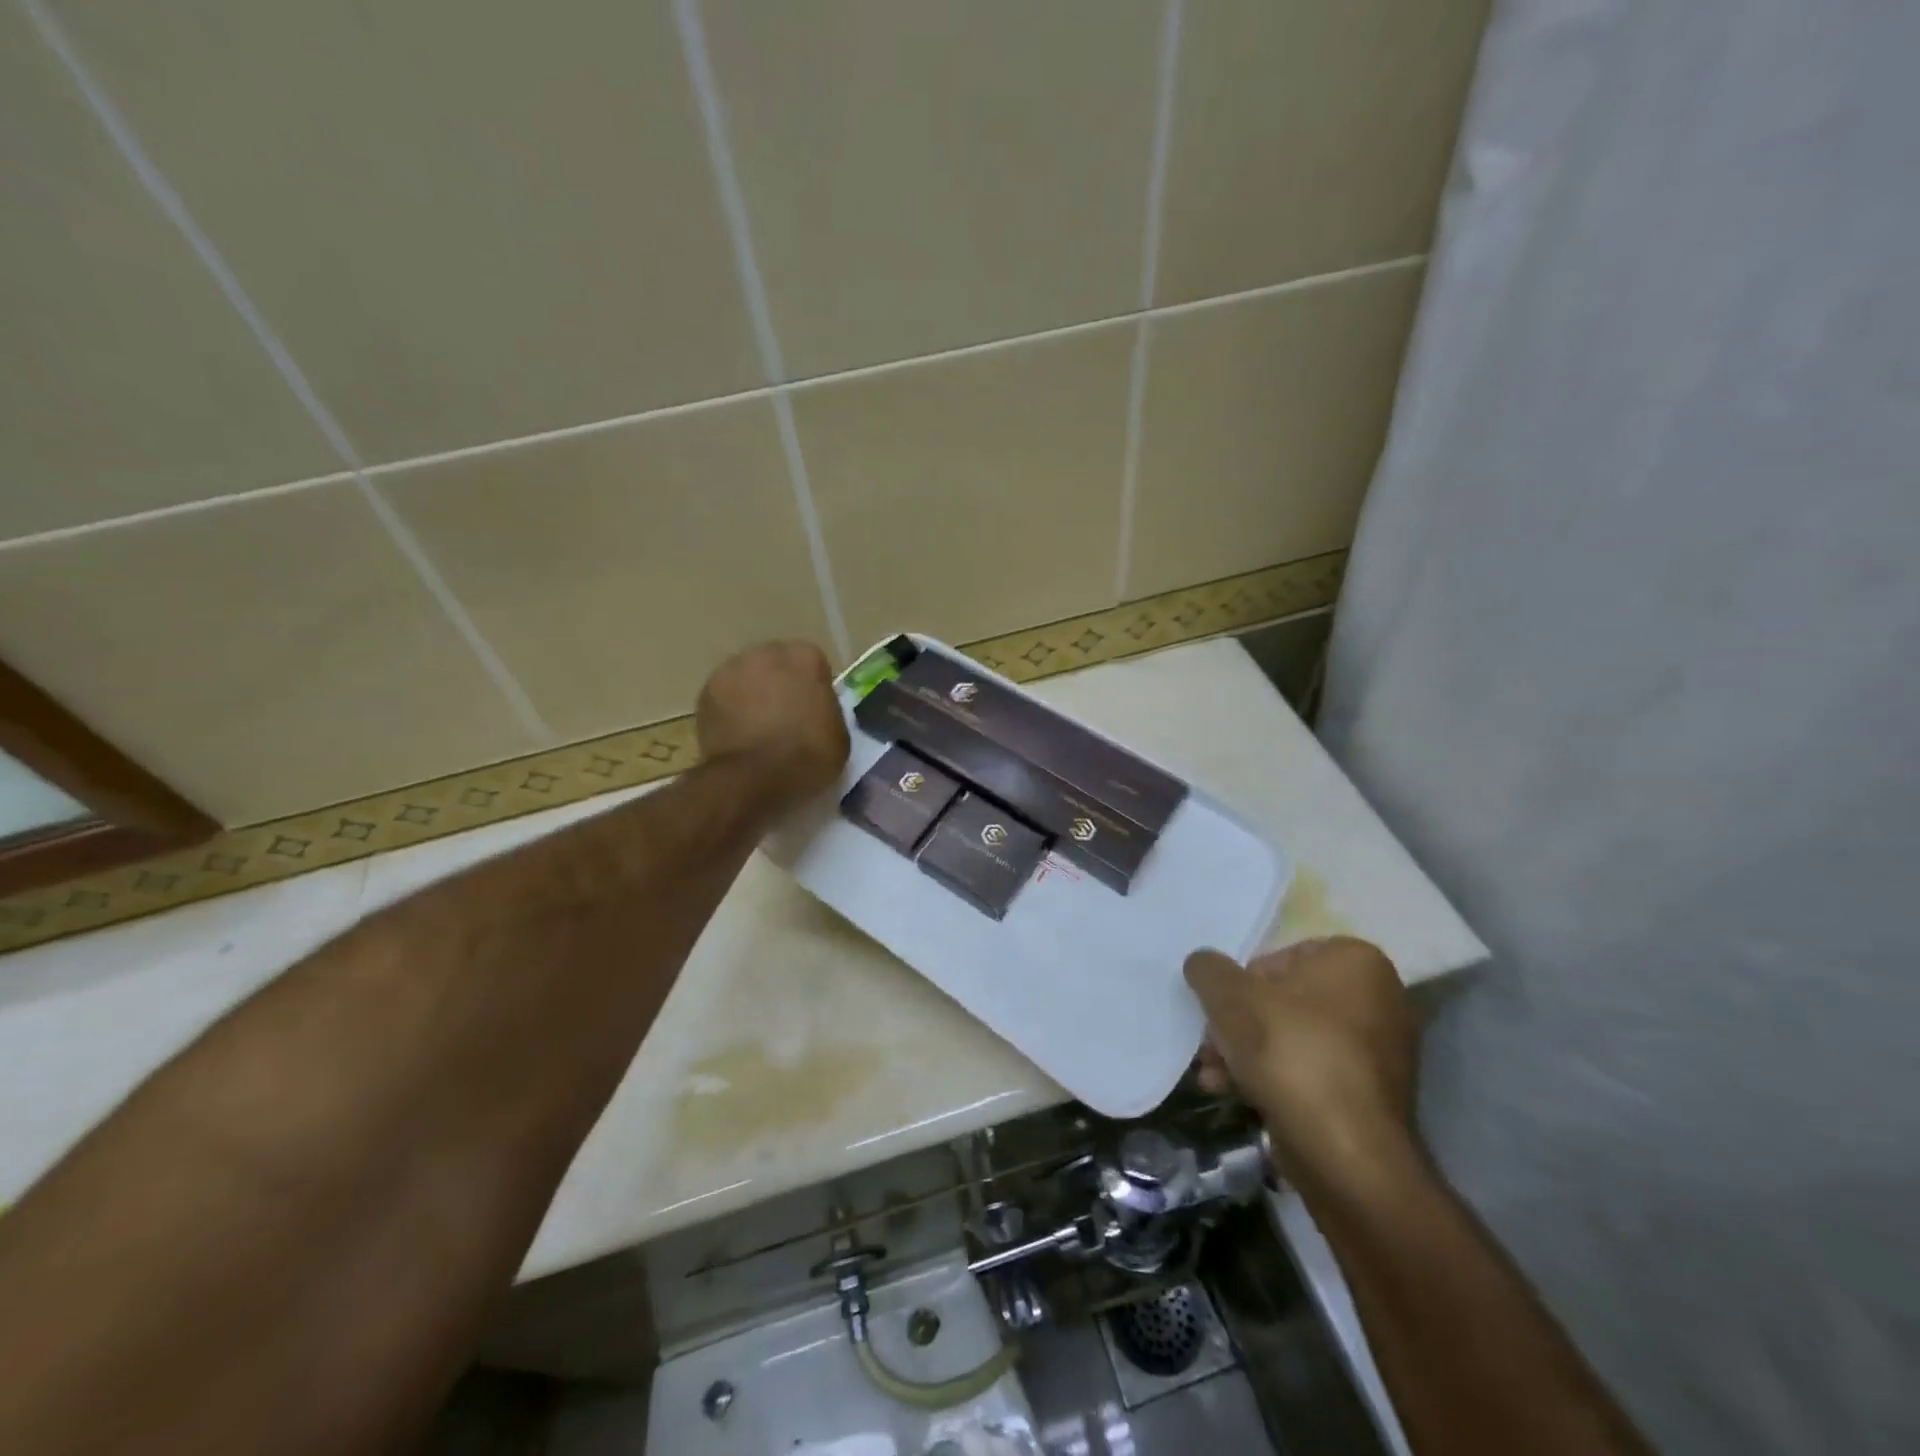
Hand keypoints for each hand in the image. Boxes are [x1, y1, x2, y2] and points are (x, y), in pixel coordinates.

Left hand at [695, 641, 848, 809]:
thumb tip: (814, 709)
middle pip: (775, 664)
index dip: (813, 688)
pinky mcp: (705, 692)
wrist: (755, 777)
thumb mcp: (839, 734)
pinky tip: (736, 735)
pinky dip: (729, 711)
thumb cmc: (808, 755)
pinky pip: (724, 697)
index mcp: (805, 657)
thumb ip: (827, 710)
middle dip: (779, 684)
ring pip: (746, 677)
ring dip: (752, 694)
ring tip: (756, 728)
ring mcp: (731, 670)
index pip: (812, 664)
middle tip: (784, 717)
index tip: (813, 710)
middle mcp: (766, 653)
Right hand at [1185, 937, 1420, 1190]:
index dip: (1241, 983)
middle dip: (1238, 1024)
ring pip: (1292, 1039)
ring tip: (1214, 1077)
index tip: (1221, 1010)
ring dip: (1246, 1054)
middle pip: (1282, 1001)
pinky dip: (1274, 1080)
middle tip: (1211, 1046)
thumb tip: (1203, 965)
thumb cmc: (1291, 1053)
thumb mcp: (1230, 996)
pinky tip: (1236, 1096)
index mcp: (1356, 961)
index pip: (1279, 956)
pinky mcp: (1370, 1097)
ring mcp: (1379, 1052)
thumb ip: (1209, 970)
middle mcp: (1379, 999)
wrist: (1348, 1157)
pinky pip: (1311, 1073)